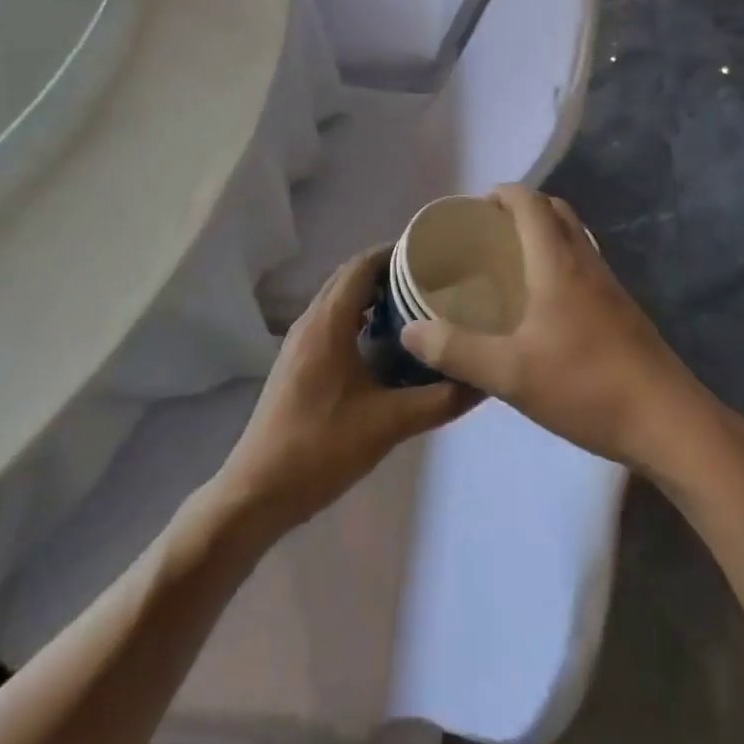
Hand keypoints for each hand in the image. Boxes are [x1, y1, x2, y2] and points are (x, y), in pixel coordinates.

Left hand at [212, 247, 479, 534]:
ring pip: (340, 298)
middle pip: (351, 275)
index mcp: (329, 321)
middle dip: (390, 270)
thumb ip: (441, 400)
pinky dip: (360, 315)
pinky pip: (333, 320)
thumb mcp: (390, 424)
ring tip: (417, 305)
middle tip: (434, 279)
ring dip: (374, 293)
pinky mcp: (298, 361)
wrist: (257, 491)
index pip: (364, 264)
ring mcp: (300, 341)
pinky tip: (386, 343)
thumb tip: (485, 379)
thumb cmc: (322, 448)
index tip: (436, 255)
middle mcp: (311, 320)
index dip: (397, 252)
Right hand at [400, 185, 703, 469]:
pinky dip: (560, 264)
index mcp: (558, 263)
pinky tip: (543, 306)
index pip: (531, 203)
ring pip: (575, 239)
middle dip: (523, 209)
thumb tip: (410, 329)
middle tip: (489, 234)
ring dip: (545, 235)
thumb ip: (457, 350)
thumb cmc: (586, 386)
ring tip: (511, 264)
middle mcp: (587, 263)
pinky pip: (585, 267)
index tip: (473, 207)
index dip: (502, 194)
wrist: (669, 422)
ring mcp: (611, 287)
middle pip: (557, 212)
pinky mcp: (624, 312)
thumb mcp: (509, 373)